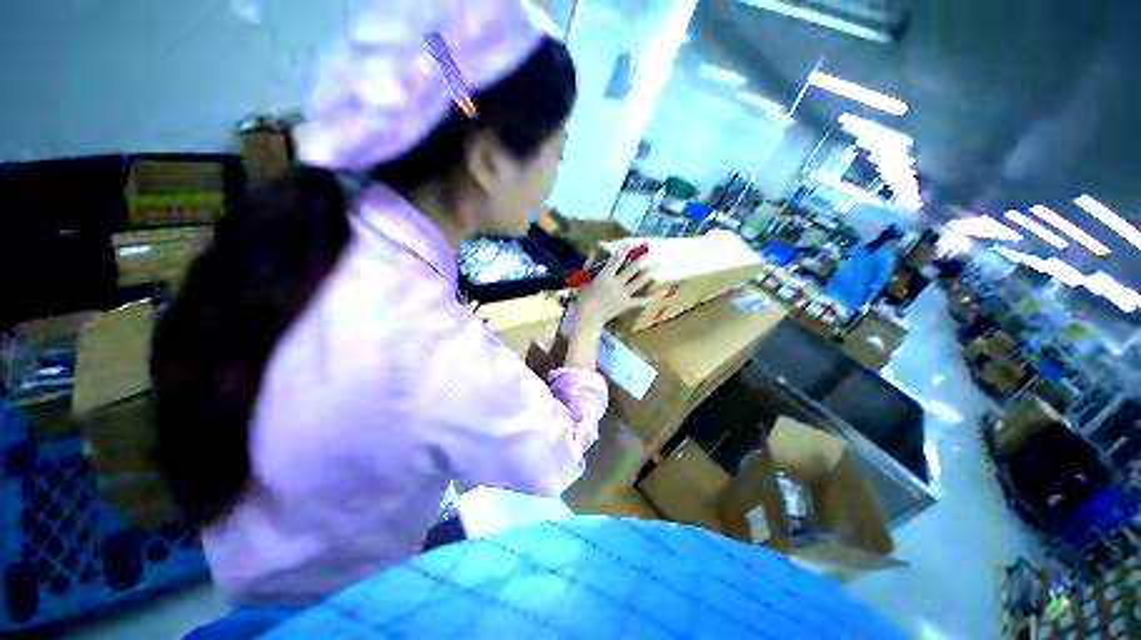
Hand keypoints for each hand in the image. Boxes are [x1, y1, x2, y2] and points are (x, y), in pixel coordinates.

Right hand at [574, 243, 653, 328]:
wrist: (588, 316)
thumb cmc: (583, 298)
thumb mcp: (583, 279)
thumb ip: (589, 264)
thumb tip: (593, 251)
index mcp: (606, 276)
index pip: (616, 260)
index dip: (623, 249)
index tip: (630, 241)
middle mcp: (617, 283)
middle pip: (631, 270)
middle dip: (640, 260)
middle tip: (649, 251)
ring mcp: (623, 294)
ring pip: (638, 282)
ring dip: (647, 274)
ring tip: (655, 266)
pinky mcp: (626, 304)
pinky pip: (638, 301)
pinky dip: (647, 299)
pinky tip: (655, 296)